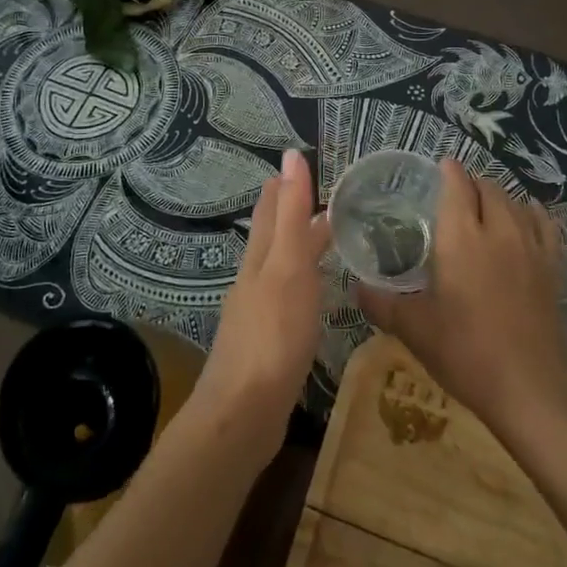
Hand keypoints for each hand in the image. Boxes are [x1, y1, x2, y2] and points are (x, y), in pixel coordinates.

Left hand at [196, 149, 329, 458]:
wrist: (244, 411)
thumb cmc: (273, 334)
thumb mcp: (288, 266)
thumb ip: (291, 213)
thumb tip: (289, 155)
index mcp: (259, 259)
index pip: (271, 210)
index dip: (284, 186)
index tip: (301, 165)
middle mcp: (254, 280)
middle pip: (271, 238)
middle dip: (289, 214)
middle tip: (317, 196)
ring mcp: (257, 315)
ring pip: (279, 268)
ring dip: (297, 249)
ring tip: (322, 241)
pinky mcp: (266, 345)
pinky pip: (286, 300)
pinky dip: (301, 285)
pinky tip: (312, 298)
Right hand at [357, 159, 566, 428]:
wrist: (528, 385)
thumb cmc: (464, 350)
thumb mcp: (413, 328)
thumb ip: (381, 303)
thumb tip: (356, 288)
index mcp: (461, 236)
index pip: (457, 185)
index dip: (449, 171)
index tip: (440, 167)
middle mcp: (497, 229)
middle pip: (488, 188)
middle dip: (472, 184)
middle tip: (456, 195)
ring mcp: (530, 246)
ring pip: (516, 202)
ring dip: (499, 197)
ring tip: (486, 206)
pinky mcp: (553, 266)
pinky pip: (545, 224)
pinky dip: (532, 214)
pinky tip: (526, 219)